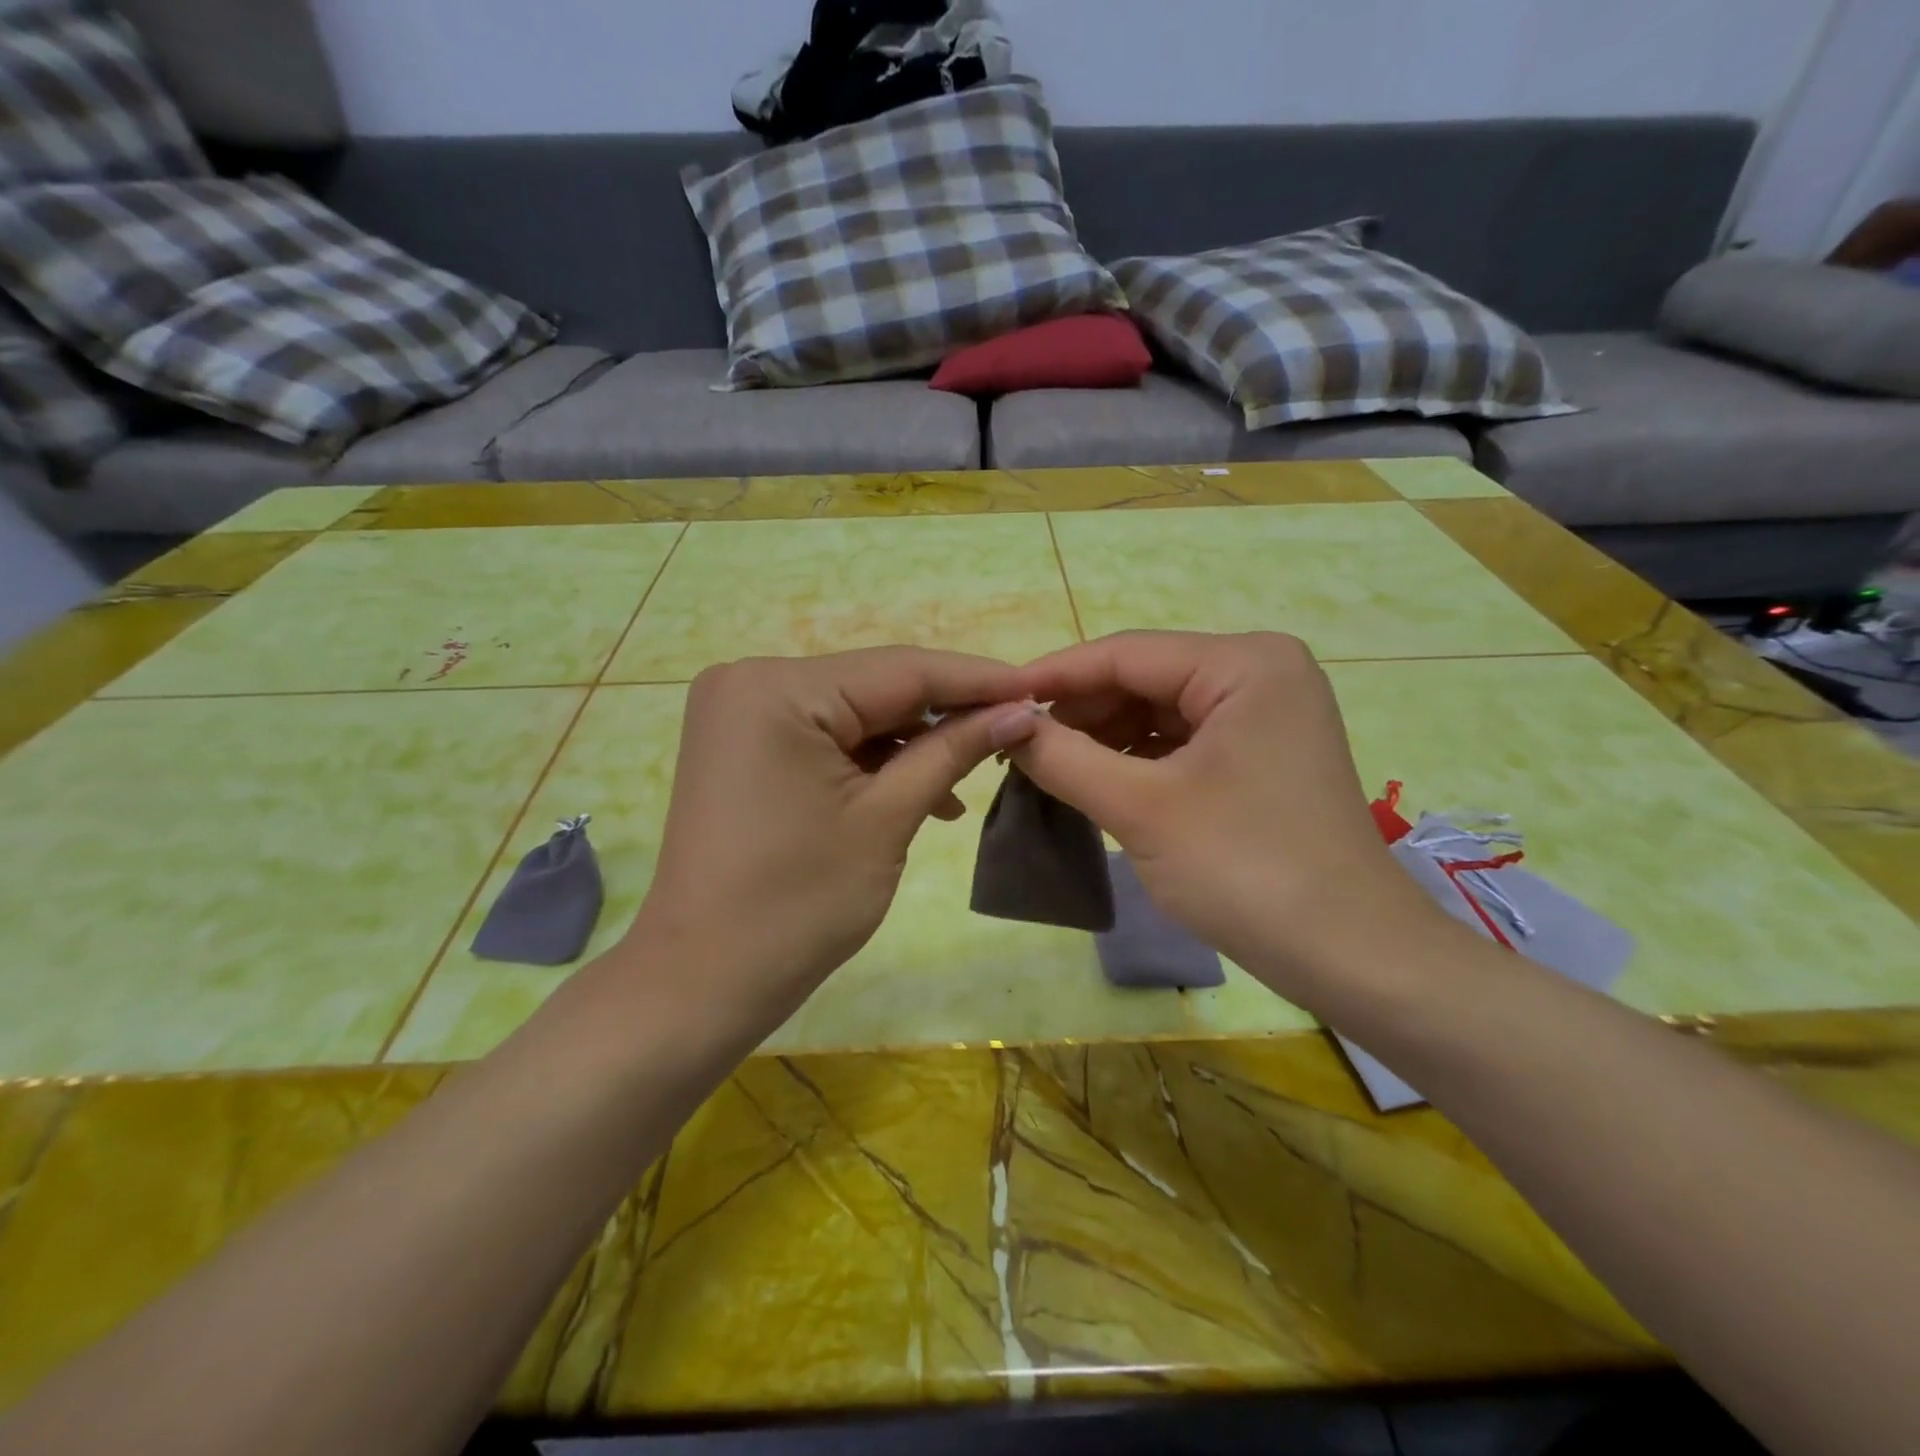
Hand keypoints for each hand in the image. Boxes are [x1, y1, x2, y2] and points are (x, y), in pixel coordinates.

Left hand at [629, 648, 1039, 1029]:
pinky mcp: (744, 744)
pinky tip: (918, 791)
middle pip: (875, 686)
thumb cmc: (798, 904)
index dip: (978, 679)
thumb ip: (953, 751)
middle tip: (1015, 730)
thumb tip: (1020, 713)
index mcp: (778, 687)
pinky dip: (872, 759)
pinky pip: (824, 736)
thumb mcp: (887, 819)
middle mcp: (751, 679)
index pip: (901, 670)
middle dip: (946, 712)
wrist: (703, 980)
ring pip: (853, 712)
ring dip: (912, 742)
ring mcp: (741, 712)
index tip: (1040, 688)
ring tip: (967, 779)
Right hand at [1009, 631, 1439, 997]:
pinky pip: (1182, 741)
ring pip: (1159, 711)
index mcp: (1244, 663)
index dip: (1053, 676)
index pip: (1126, 654)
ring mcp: (1266, 713)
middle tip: (1017, 745)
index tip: (993, 700)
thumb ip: (1064, 757)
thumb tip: (1006, 724)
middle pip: (1143, 678)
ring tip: (1046, 766)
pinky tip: (1095, 780)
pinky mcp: (1262, 753)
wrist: (1350, 956)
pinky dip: (1136, 759)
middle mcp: (1260, 672)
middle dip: (1080, 712)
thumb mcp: (1141, 809)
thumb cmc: (1246, 870)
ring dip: (1103, 737)